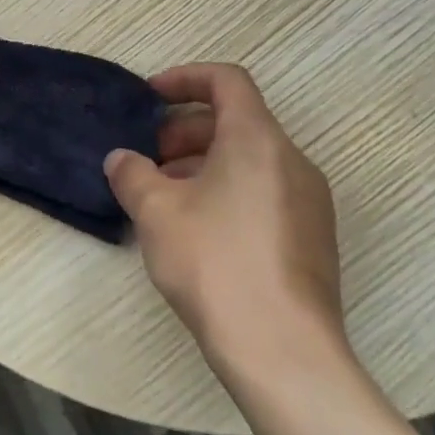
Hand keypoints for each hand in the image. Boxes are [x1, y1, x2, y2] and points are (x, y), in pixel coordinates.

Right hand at [105, 63, 353, 391]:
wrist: (285, 355)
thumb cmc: (215, 263)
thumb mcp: (156, 211)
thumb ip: (132, 173)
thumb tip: (121, 160)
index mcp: (257, 139)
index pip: (226, 80)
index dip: (184, 79)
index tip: (150, 98)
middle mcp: (292, 160)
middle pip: (236, 120)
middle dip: (185, 131)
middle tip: (149, 159)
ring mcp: (309, 202)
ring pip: (249, 159)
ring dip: (203, 164)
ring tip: (165, 197)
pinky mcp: (312, 239)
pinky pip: (265, 192)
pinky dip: (228, 191)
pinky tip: (198, 231)